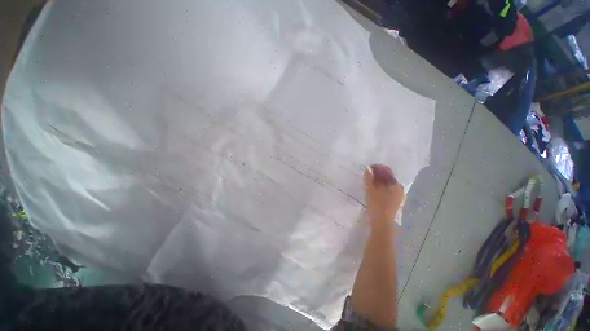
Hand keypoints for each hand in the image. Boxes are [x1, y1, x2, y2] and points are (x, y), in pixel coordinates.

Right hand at [364, 164, 403, 225]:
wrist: (382, 224)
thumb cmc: (377, 205)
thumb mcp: (371, 190)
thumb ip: (369, 178)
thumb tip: (367, 168)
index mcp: (396, 185)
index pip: (387, 171)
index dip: (377, 168)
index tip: (369, 167)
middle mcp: (399, 189)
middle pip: (387, 178)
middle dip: (377, 175)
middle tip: (367, 174)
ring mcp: (397, 196)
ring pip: (386, 184)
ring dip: (378, 181)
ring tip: (368, 181)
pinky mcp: (393, 202)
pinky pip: (386, 190)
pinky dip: (380, 187)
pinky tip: (373, 189)